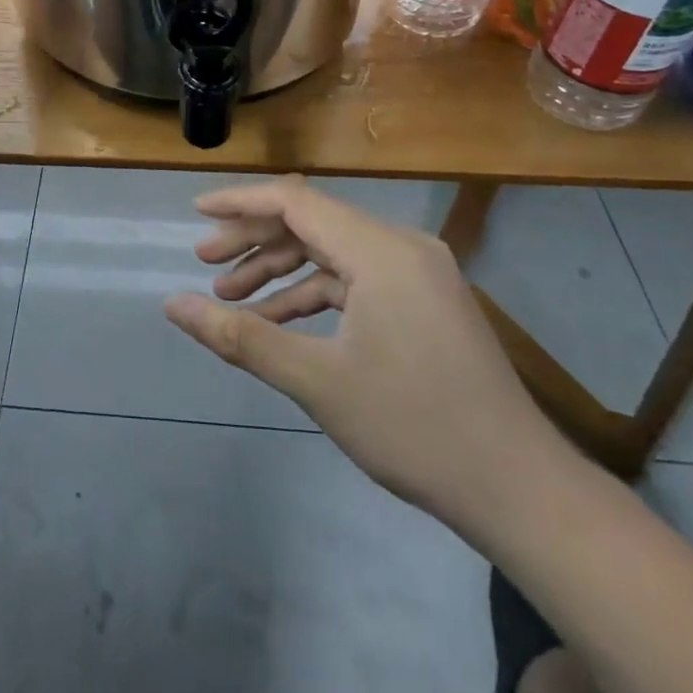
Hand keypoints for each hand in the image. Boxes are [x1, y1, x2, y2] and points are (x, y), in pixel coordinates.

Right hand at [163, 177, 570, 538]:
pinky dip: (315, 294)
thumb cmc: (413, 427)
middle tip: (207, 265)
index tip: (195, 215)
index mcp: (381, 250)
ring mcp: (419, 273)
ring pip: (333, 253)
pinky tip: (280, 322)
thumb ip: (240, 335)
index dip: (240, 204)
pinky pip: (357, 280)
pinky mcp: (425, 301)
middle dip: (255, 242)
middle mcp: (402, 246)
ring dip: (282, 271)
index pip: (296, 202)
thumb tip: (173, 305)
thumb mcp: (316, 381)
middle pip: (313, 223)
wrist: (519, 490)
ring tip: (232, 298)